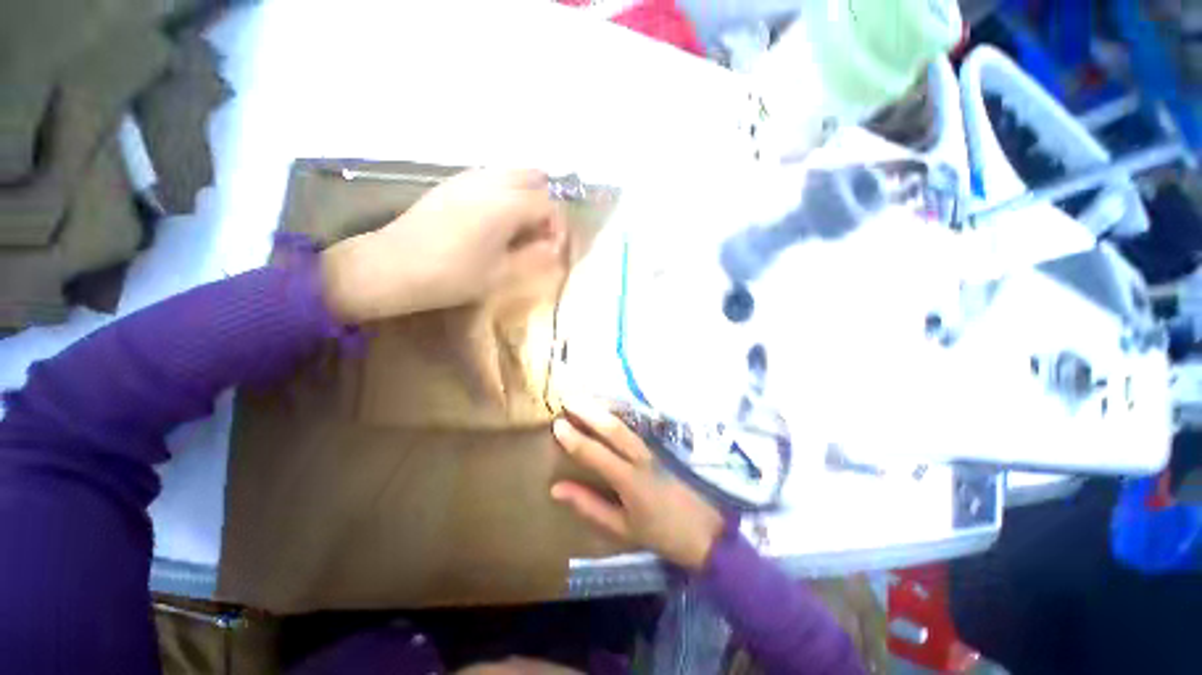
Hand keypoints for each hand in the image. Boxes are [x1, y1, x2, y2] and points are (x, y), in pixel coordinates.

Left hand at [321, 168, 566, 322]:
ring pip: (510, 172)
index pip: (548, 204)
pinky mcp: (451, 183)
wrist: (392, 266)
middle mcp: (491, 181)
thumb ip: (534, 257)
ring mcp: (468, 178)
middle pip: (533, 176)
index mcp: (508, 204)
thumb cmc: (453, 275)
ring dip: (524, 195)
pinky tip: (493, 219)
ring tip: (518, 227)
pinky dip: (503, 192)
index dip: (557, 226)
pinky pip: (489, 177)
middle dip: (544, 202)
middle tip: (538, 232)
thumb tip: (554, 247)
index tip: (551, 248)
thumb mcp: (501, 274)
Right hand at [551, 400, 725, 570]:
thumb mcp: (621, 528)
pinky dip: (614, 417)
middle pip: (613, 428)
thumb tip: (556, 488)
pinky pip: (631, 428)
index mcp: (630, 480)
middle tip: (567, 397)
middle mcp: (641, 458)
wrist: (706, 532)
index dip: (575, 439)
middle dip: (589, 411)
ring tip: (582, 398)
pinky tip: (605, 411)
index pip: (596, 453)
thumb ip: (589, 506)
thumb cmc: (661, 534)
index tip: (557, 424)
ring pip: (623, 424)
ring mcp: (652, 451)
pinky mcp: (658, 449)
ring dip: (602, 410)